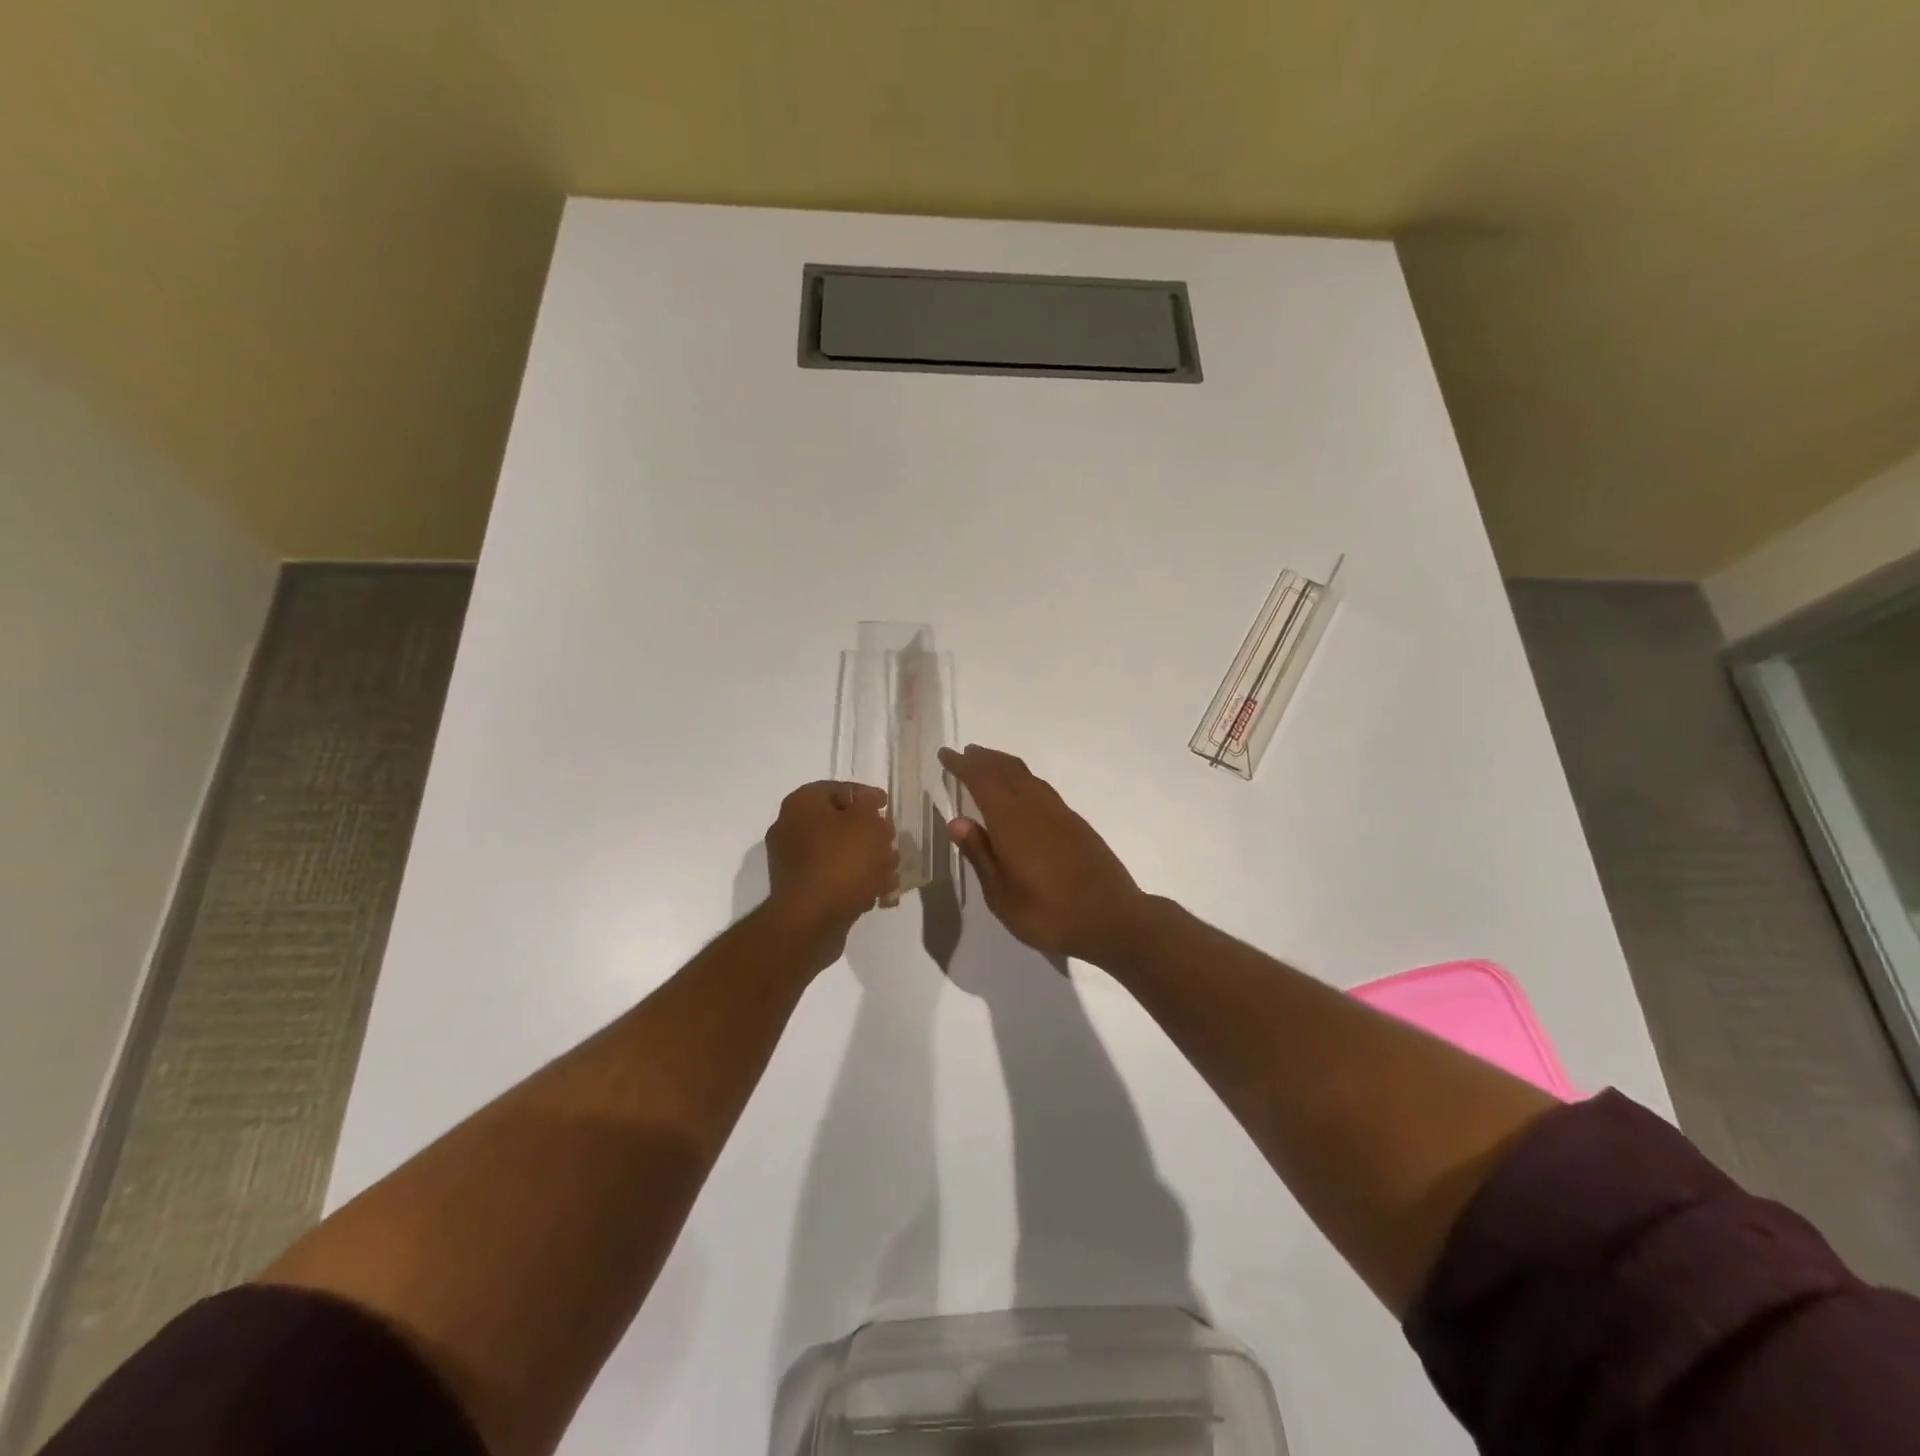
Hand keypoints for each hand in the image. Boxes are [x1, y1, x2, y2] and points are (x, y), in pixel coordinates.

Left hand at [764, 781, 898, 968]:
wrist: (811, 920)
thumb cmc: (842, 861)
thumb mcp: (867, 823)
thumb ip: (870, 806)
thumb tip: (866, 804)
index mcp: (801, 805)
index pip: (837, 789)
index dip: (866, 796)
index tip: (886, 807)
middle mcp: (790, 829)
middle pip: (839, 823)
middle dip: (870, 834)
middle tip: (891, 843)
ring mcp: (792, 863)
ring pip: (838, 853)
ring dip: (867, 860)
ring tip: (891, 873)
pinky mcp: (800, 891)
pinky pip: (832, 878)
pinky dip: (854, 882)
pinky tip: (878, 894)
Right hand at [938, 745, 1149, 964]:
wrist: (1113, 919)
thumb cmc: (1049, 914)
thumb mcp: (1002, 896)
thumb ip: (980, 855)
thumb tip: (956, 821)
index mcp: (1012, 822)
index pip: (982, 780)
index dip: (962, 765)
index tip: (946, 754)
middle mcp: (1036, 808)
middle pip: (1006, 770)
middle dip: (983, 759)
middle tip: (965, 753)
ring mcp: (1060, 814)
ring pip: (1027, 776)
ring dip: (1005, 765)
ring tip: (989, 765)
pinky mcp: (1076, 824)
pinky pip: (1042, 789)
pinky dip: (1024, 780)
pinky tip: (1022, 793)